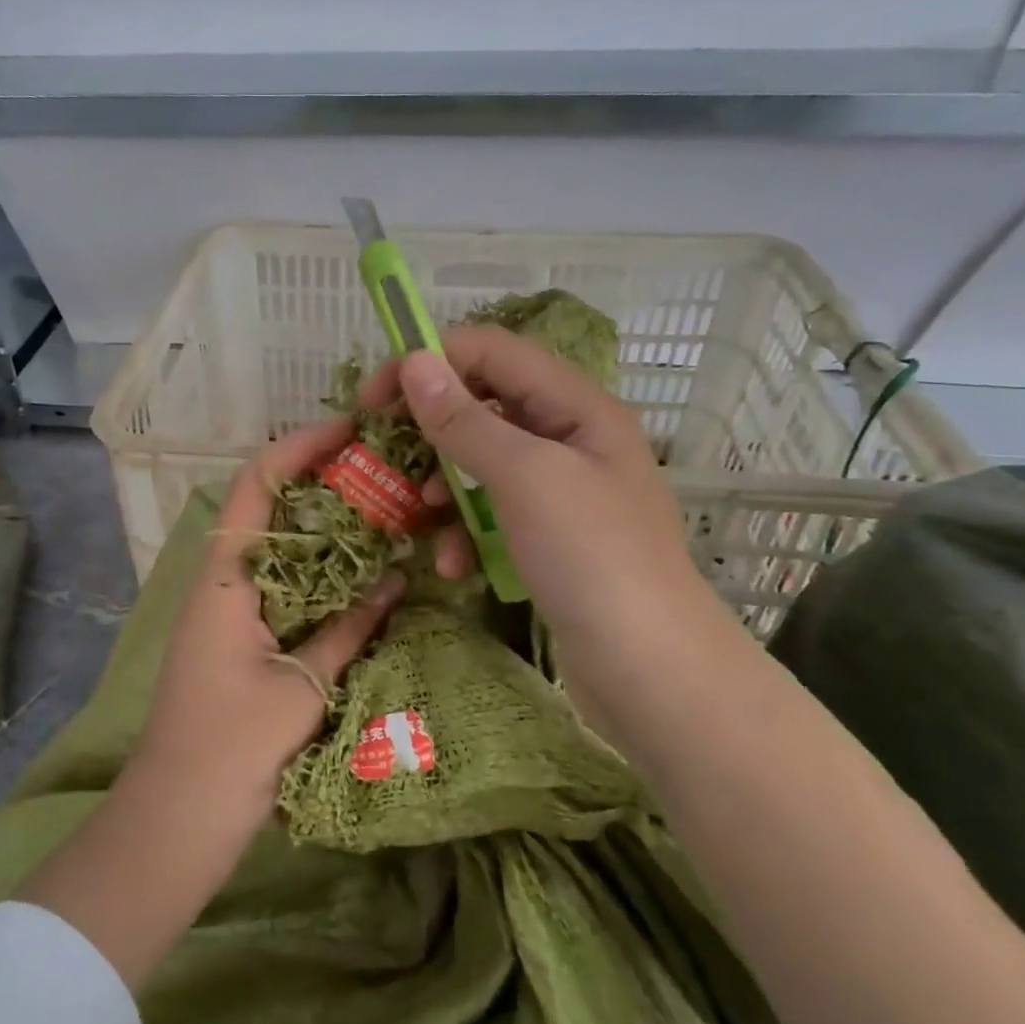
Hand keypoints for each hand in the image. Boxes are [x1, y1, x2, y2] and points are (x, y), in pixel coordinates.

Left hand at [130, 416, 405, 821]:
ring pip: (277, 552)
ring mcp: (227, 614)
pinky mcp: (238, 643)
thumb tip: (396, 581)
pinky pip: (281, 591)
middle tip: (379, 473)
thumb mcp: (301, 687)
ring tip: (379, 514)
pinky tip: (358, 579)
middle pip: (268, 511)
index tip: (346, 429)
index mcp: (224, 579)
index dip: (297, 449)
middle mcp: (222, 584)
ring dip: (322, 532)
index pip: (255, 486)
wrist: (175, 823)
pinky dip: (318, 577)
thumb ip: (348, 630)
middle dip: (319, 485)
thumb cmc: (230, 750)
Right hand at [360, 327, 743, 689]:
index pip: (491, 352)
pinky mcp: (548, 538)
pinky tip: (452, 565)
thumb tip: (416, 361)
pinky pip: (493, 514)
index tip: (374, 396)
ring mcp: (560, 491)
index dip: (430, 361)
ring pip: (482, 464)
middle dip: (431, 428)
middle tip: (383, 452)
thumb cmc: (591, 557)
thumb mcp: (524, 477)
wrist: (650, 670)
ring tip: (417, 512)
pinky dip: (466, 532)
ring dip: (443, 485)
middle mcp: (569, 438)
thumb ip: (466, 419)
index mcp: (575, 406)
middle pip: (484, 405)